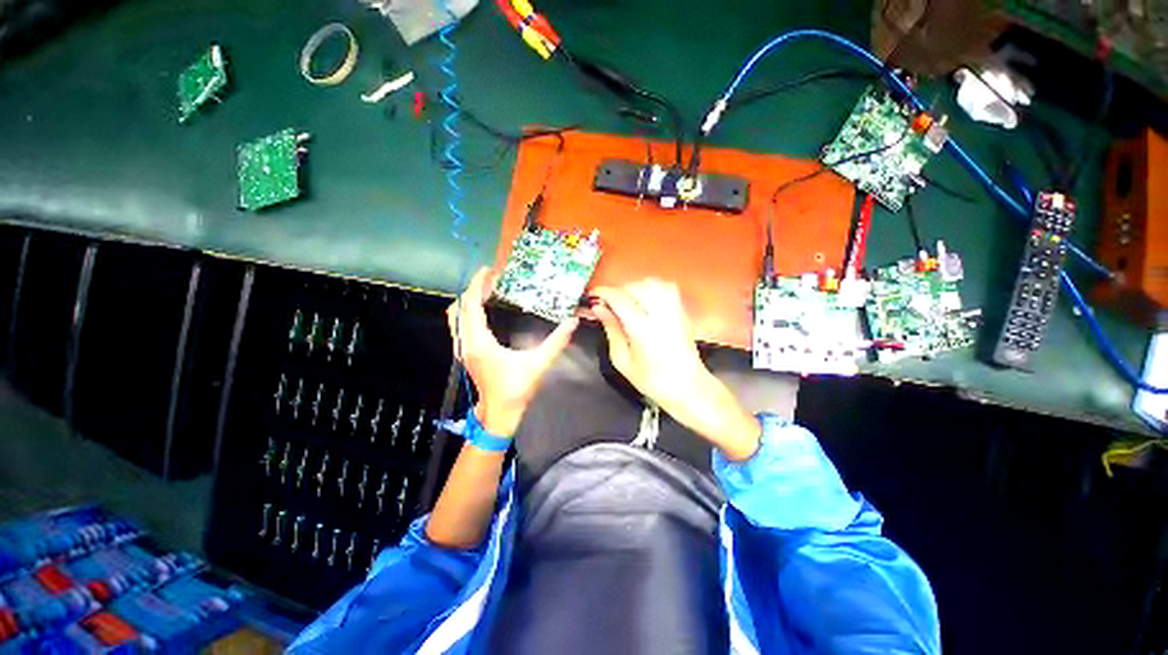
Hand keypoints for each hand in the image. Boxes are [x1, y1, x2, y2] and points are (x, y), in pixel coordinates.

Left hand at [447, 267, 578, 435]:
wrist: (499, 414)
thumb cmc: (517, 390)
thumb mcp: (539, 364)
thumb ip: (557, 342)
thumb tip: (572, 322)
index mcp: (480, 343)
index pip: (471, 306)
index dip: (477, 285)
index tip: (489, 271)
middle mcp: (466, 343)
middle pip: (460, 307)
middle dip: (473, 289)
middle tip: (493, 280)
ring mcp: (462, 349)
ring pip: (456, 317)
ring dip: (468, 300)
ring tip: (487, 291)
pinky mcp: (465, 353)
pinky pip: (459, 325)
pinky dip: (468, 312)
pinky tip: (483, 311)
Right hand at [591, 280, 760, 460]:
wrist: (688, 387)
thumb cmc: (651, 380)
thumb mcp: (622, 360)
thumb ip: (611, 330)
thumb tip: (599, 308)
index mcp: (642, 329)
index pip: (620, 299)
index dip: (604, 293)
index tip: (593, 295)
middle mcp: (660, 314)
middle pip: (636, 287)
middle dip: (619, 291)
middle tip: (609, 304)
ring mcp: (675, 310)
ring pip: (652, 283)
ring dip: (635, 287)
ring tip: (627, 301)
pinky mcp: (682, 311)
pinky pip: (666, 288)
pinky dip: (651, 288)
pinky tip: (645, 301)